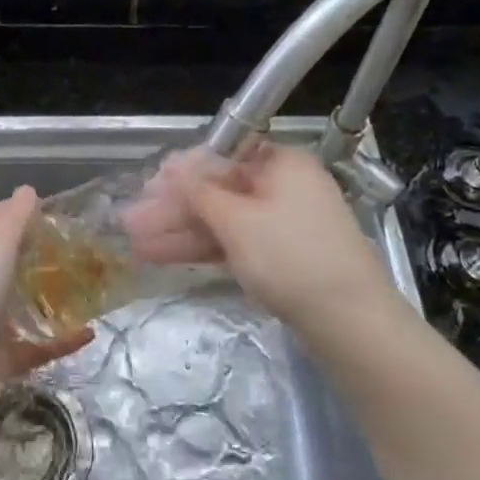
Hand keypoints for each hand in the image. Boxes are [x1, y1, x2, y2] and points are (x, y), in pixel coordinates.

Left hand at [0, 186, 90, 437]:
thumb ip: (12, 222)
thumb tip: (26, 189)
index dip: (16, 209)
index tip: (54, 206)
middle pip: (10, 263)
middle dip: (41, 252)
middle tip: (82, 245)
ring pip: (25, 306)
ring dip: (53, 296)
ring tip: (91, 285)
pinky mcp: (1, 362)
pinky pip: (38, 348)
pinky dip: (62, 341)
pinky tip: (90, 333)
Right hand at [120, 143, 392, 330]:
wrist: (350, 322)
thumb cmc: (291, 256)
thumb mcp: (238, 221)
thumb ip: (199, 192)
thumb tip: (172, 165)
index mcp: (281, 163)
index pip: (222, 157)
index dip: (182, 173)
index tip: (148, 188)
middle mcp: (283, 187)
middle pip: (218, 191)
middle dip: (173, 209)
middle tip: (130, 223)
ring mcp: (282, 225)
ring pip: (222, 221)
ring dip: (179, 232)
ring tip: (135, 245)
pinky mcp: (281, 258)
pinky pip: (234, 244)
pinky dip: (202, 249)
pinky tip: (164, 257)